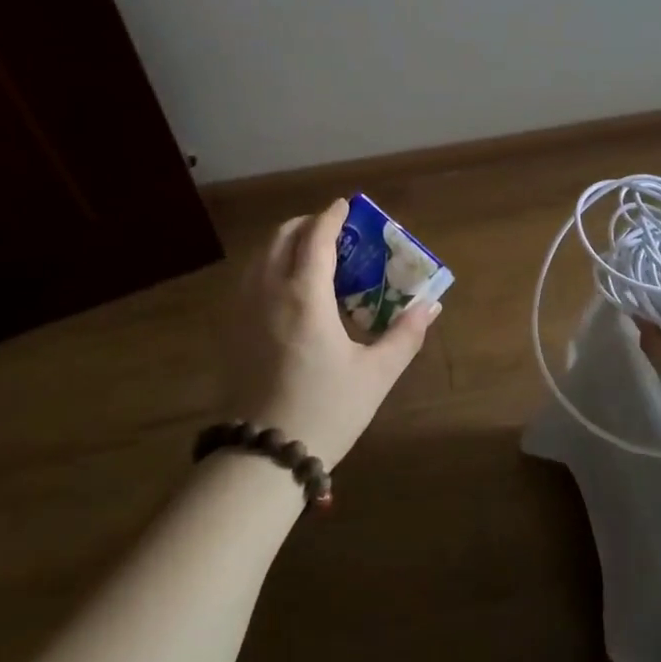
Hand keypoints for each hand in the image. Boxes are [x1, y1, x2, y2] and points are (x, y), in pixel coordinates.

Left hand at [222, 199, 440, 469]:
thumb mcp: (376, 374)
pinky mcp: (230, 329)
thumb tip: (430, 306)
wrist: (263, 457)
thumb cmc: (326, 410)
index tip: (347, 205)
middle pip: (283, 236)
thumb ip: (405, 334)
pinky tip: (288, 292)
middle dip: (308, 225)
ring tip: (313, 259)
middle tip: (334, 233)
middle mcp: (268, 290)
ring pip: (261, 256)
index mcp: (304, 294)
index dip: (333, 216)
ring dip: (287, 244)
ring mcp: (242, 309)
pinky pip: (249, 279)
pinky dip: (270, 267)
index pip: (317, 237)